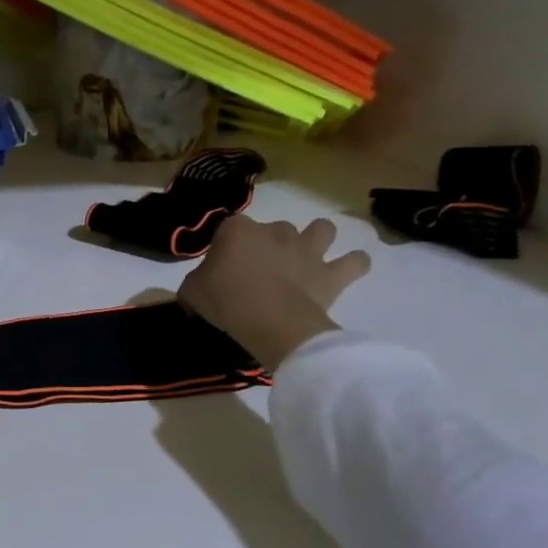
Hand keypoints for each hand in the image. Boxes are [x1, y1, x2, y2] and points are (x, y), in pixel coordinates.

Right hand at [179, 215, 370, 368]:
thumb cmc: (224, 300)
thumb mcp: (192, 293)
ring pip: (322, 229)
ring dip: (318, 239)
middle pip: (275, 228)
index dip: (226, 248)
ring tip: (309, 257)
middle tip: (262, 270)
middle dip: (271, 244)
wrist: (269, 320)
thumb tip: (197, 291)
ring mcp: (307, 249)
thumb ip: (195, 285)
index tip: (222, 270)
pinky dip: (353, 264)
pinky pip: (355, 262)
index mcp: (237, 230)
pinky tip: (347, 271)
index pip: (229, 229)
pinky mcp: (332, 274)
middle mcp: (275, 231)